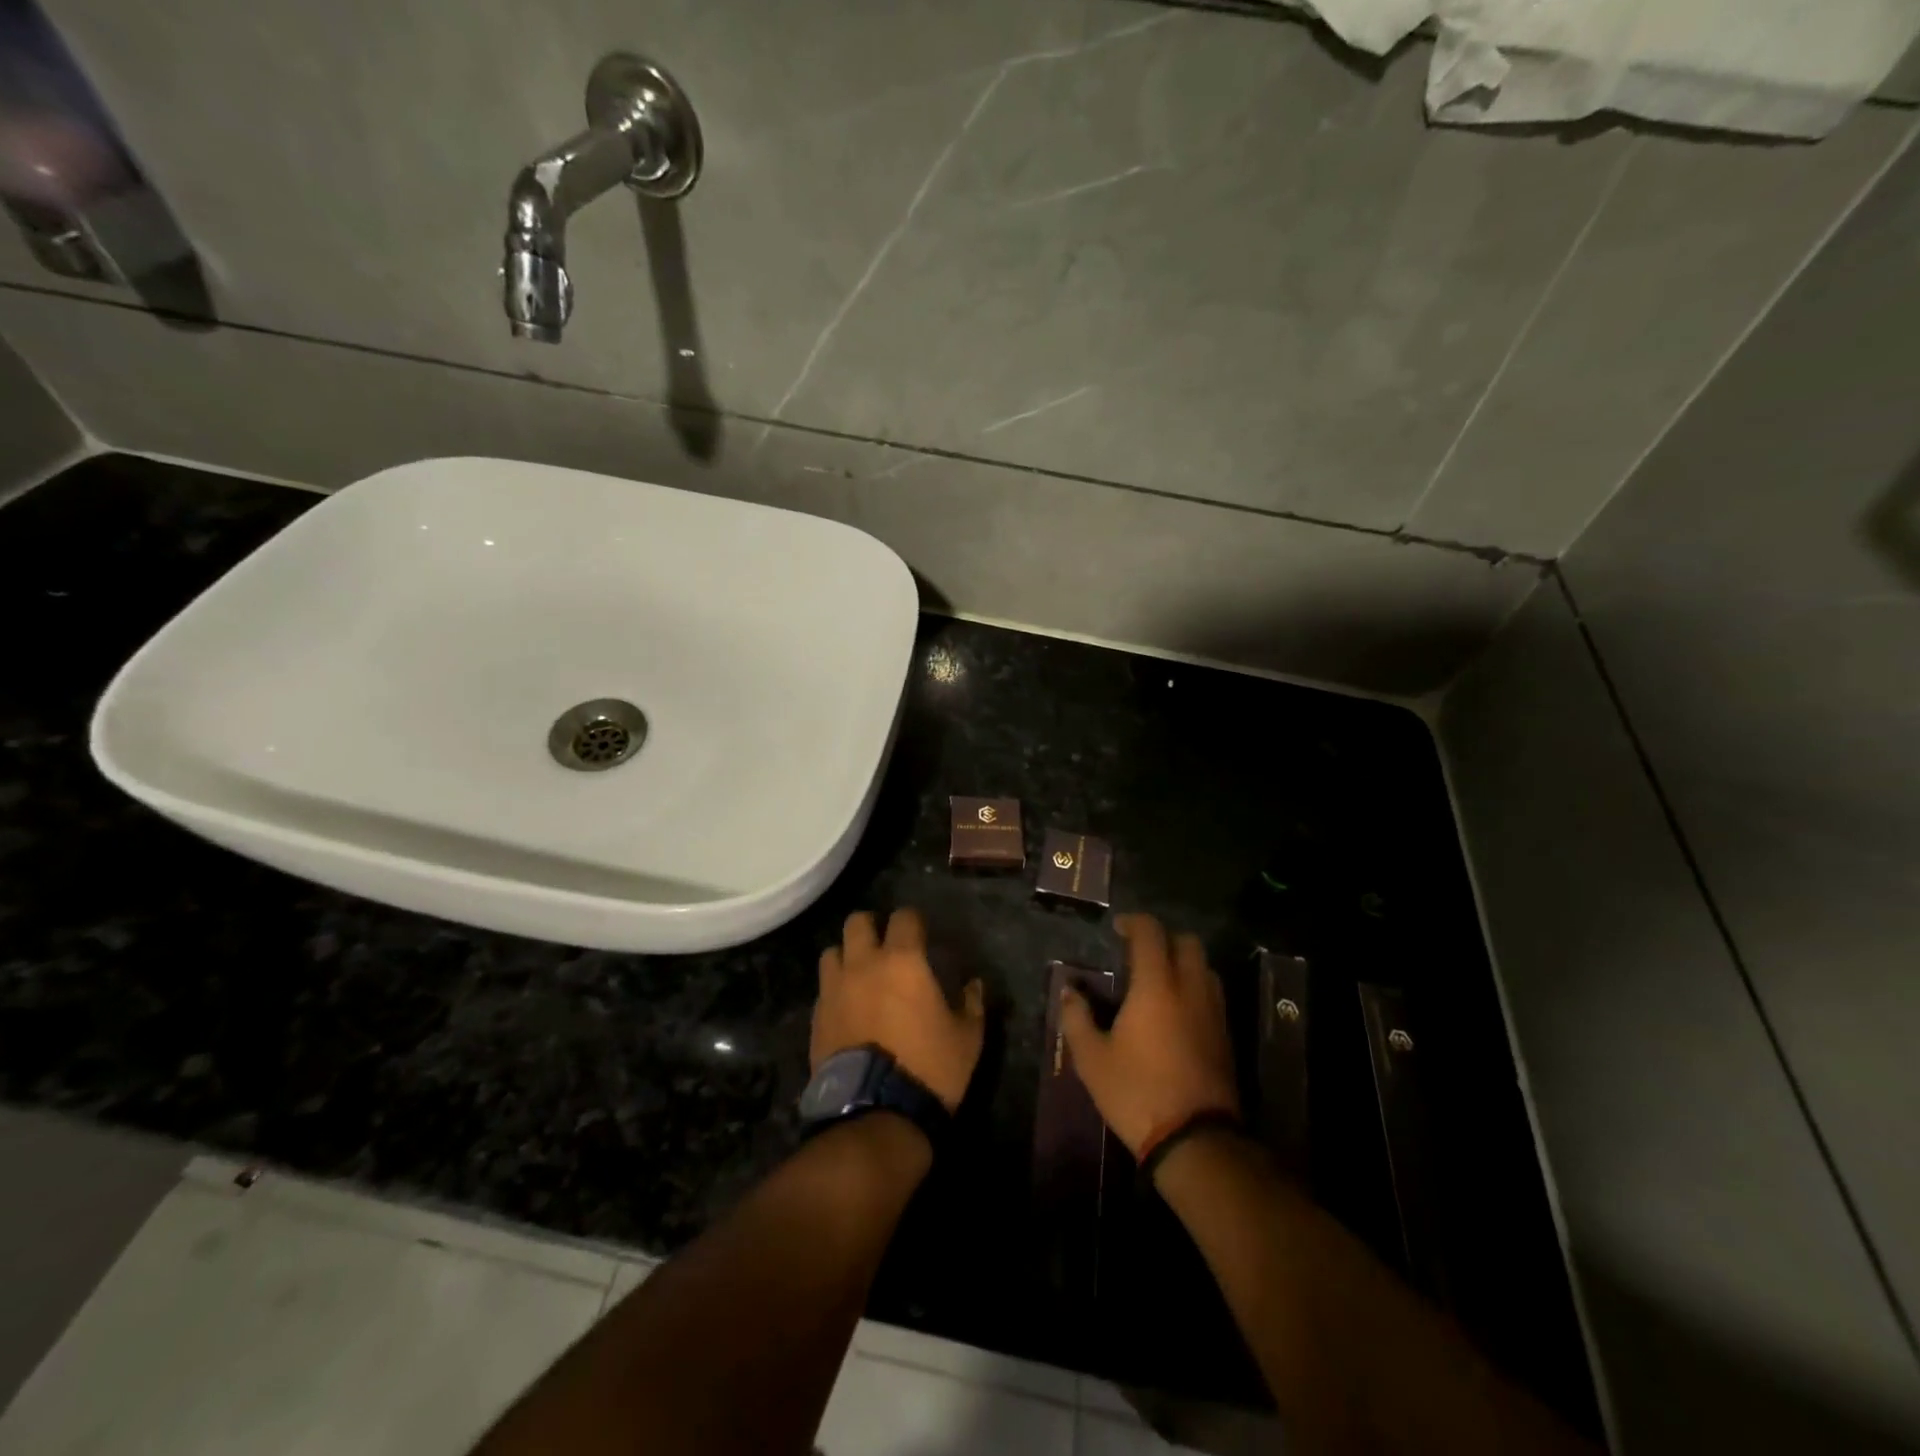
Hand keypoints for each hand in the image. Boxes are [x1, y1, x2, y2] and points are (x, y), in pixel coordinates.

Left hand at [813, 908, 985, 1113]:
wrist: (874, 1113)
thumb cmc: (928, 1068)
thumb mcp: (967, 1038)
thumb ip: (972, 1003)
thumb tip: (973, 984)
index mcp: (903, 961)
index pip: (904, 917)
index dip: (913, 921)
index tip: (922, 934)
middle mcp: (863, 964)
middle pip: (857, 921)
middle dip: (872, 926)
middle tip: (885, 945)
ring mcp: (835, 989)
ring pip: (832, 951)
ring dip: (847, 956)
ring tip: (860, 974)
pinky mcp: (817, 1017)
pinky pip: (824, 988)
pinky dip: (835, 989)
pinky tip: (847, 1007)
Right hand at [1060, 913, 1239, 1158]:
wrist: (1195, 1140)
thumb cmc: (1137, 1092)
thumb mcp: (1092, 1059)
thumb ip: (1076, 1019)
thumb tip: (1069, 992)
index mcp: (1156, 986)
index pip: (1151, 933)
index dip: (1134, 922)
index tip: (1117, 928)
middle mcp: (1190, 989)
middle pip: (1187, 942)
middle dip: (1164, 939)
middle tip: (1140, 954)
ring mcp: (1213, 1012)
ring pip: (1205, 967)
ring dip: (1183, 963)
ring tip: (1159, 981)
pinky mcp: (1226, 1036)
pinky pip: (1212, 994)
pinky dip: (1195, 988)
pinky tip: (1176, 1012)